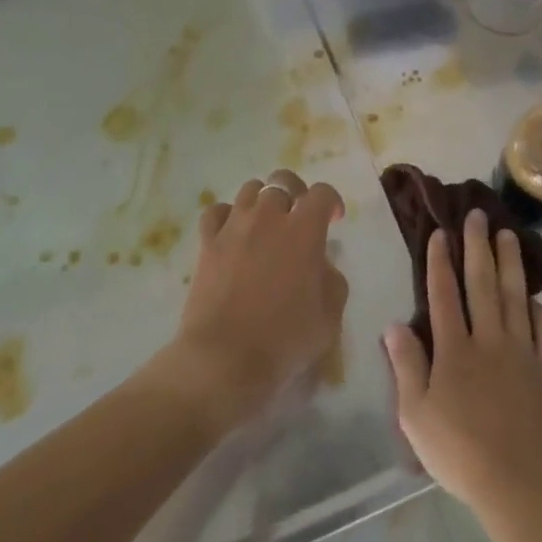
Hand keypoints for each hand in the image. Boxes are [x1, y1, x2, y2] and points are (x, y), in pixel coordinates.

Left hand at [165, 169, 347, 432]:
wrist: (224, 359)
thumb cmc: (284, 340)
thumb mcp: (330, 317)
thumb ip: (333, 281)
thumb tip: (322, 265)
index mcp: (304, 230)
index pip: (322, 193)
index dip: (332, 201)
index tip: (334, 220)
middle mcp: (269, 217)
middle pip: (283, 181)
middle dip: (296, 193)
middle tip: (299, 217)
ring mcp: (234, 226)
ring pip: (250, 190)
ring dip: (263, 200)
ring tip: (266, 223)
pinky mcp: (208, 242)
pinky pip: (216, 211)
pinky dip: (228, 215)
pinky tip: (233, 232)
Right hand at [383, 208, 541, 515]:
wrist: (520, 483)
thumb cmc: (460, 452)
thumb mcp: (416, 415)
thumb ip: (406, 366)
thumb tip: (394, 325)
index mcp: (454, 350)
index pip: (444, 294)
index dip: (440, 261)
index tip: (441, 232)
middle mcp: (489, 340)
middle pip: (482, 284)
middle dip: (478, 246)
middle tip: (477, 215)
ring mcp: (522, 352)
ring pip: (514, 296)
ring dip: (510, 263)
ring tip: (508, 234)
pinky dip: (539, 309)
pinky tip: (534, 298)